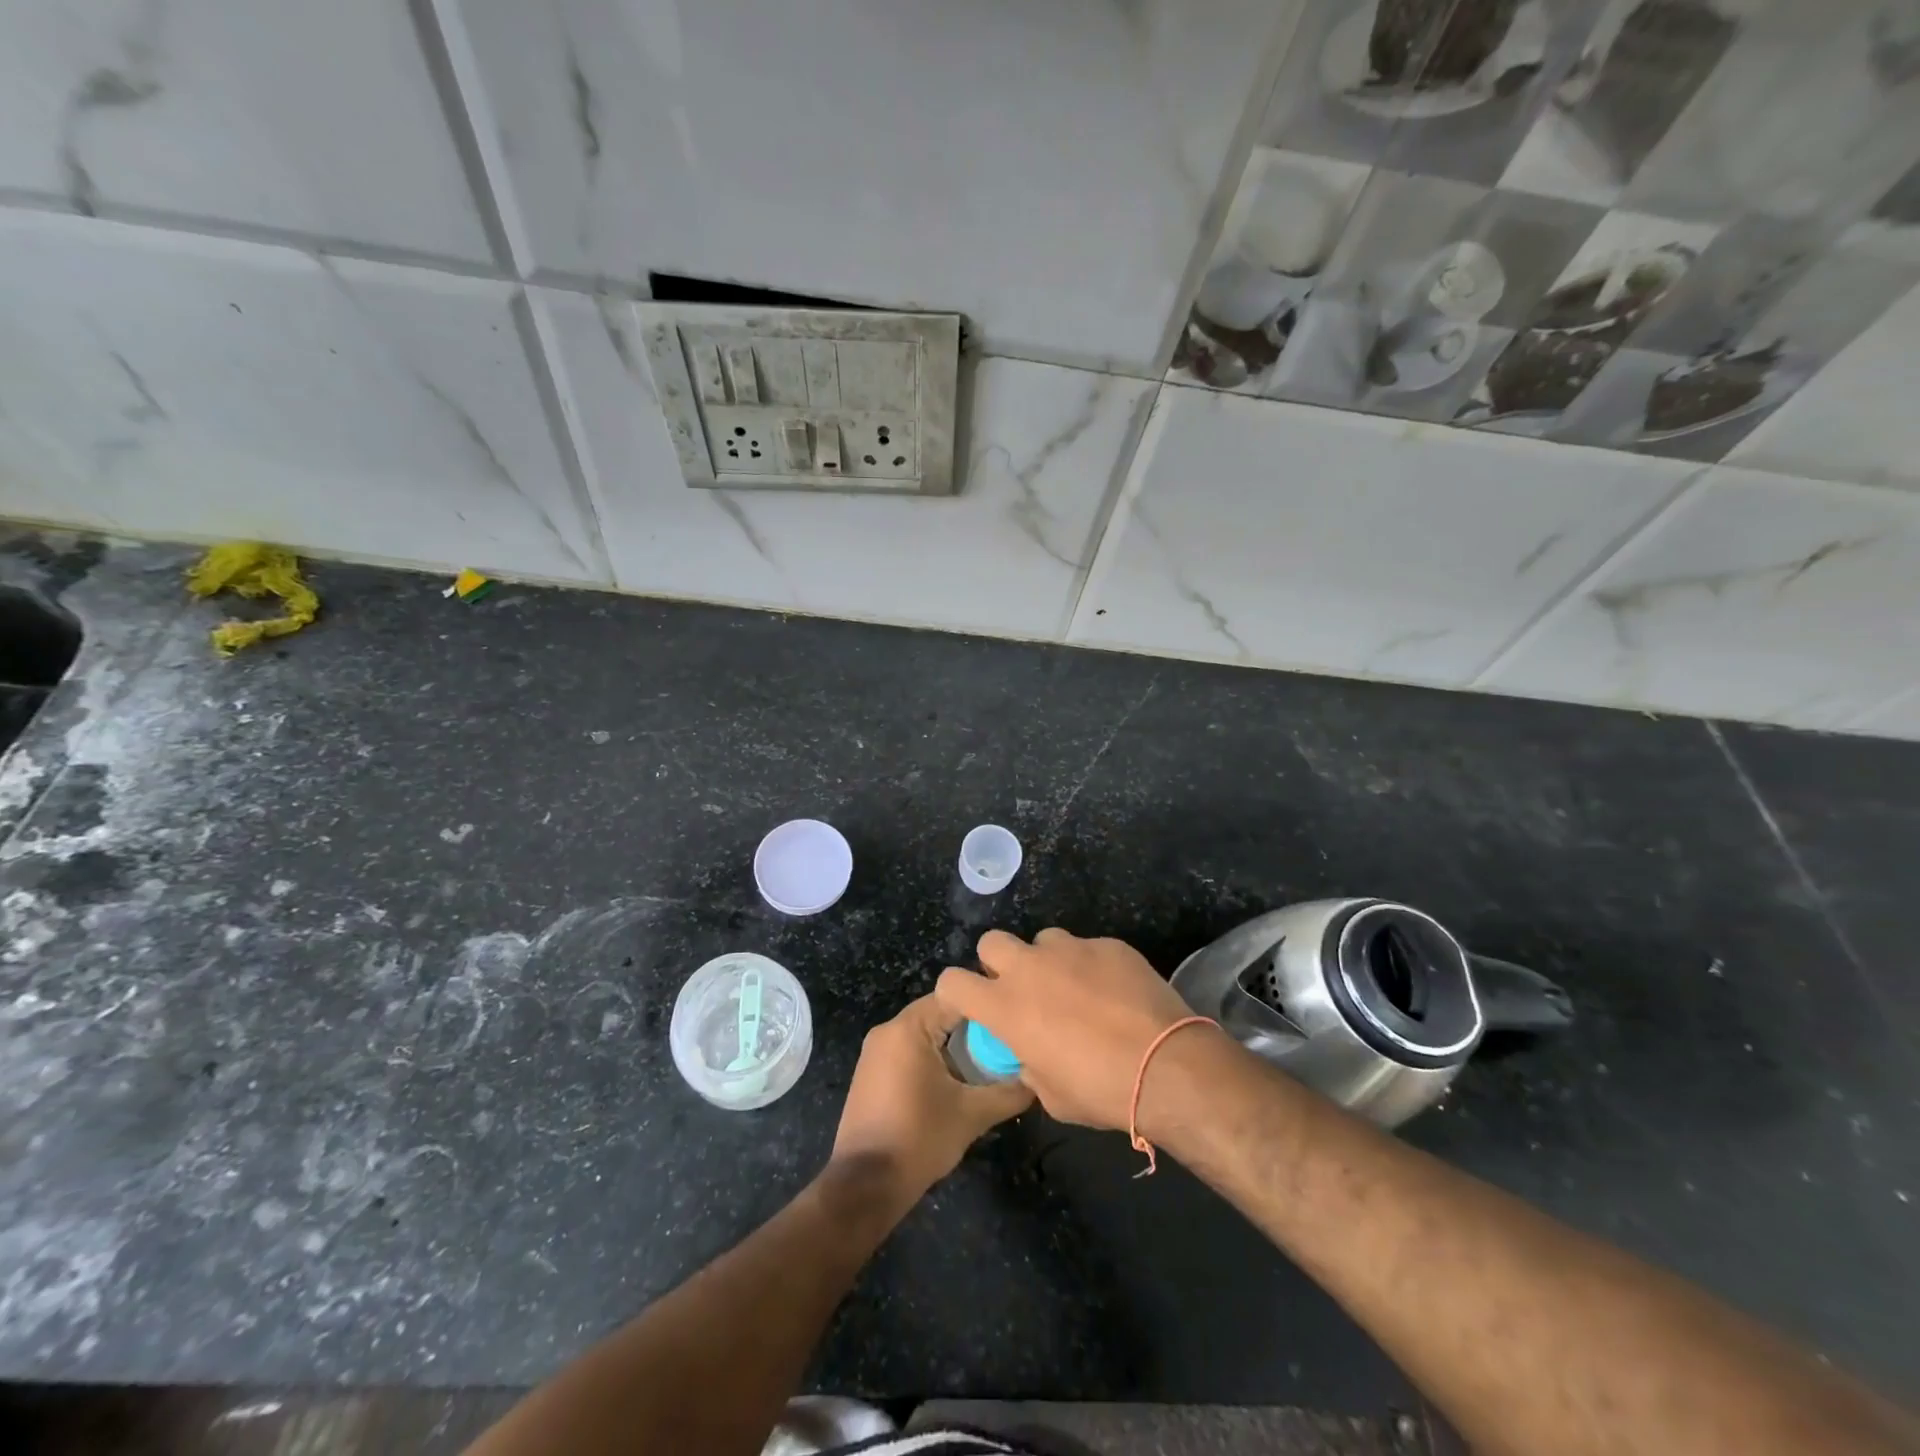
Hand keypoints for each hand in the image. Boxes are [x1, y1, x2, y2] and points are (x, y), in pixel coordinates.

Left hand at [831, 993, 1032, 1206]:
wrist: (865, 1185)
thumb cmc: (919, 1139)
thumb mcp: (972, 1115)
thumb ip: (1009, 1092)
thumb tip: (1038, 1080)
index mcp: (908, 1028)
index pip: (956, 997)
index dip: (988, 1005)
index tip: (1016, 1019)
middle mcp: (888, 1030)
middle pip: (940, 1013)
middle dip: (974, 1028)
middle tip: (1008, 1043)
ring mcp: (876, 1052)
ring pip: (926, 1034)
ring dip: (955, 1046)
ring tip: (989, 1063)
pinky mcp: (872, 1073)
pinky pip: (910, 1051)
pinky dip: (935, 1058)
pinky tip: (958, 1081)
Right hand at [936, 929, 1199, 1130]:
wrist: (1166, 1066)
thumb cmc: (1100, 1090)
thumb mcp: (1051, 1095)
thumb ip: (1029, 1066)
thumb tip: (1030, 1055)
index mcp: (1004, 1006)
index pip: (952, 982)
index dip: (958, 993)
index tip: (973, 1005)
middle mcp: (1029, 968)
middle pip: (992, 942)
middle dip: (999, 963)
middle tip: (1023, 990)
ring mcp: (1070, 949)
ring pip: (1044, 941)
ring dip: (1049, 962)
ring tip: (1076, 989)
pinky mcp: (1108, 944)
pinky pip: (1088, 948)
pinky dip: (1093, 966)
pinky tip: (1115, 992)